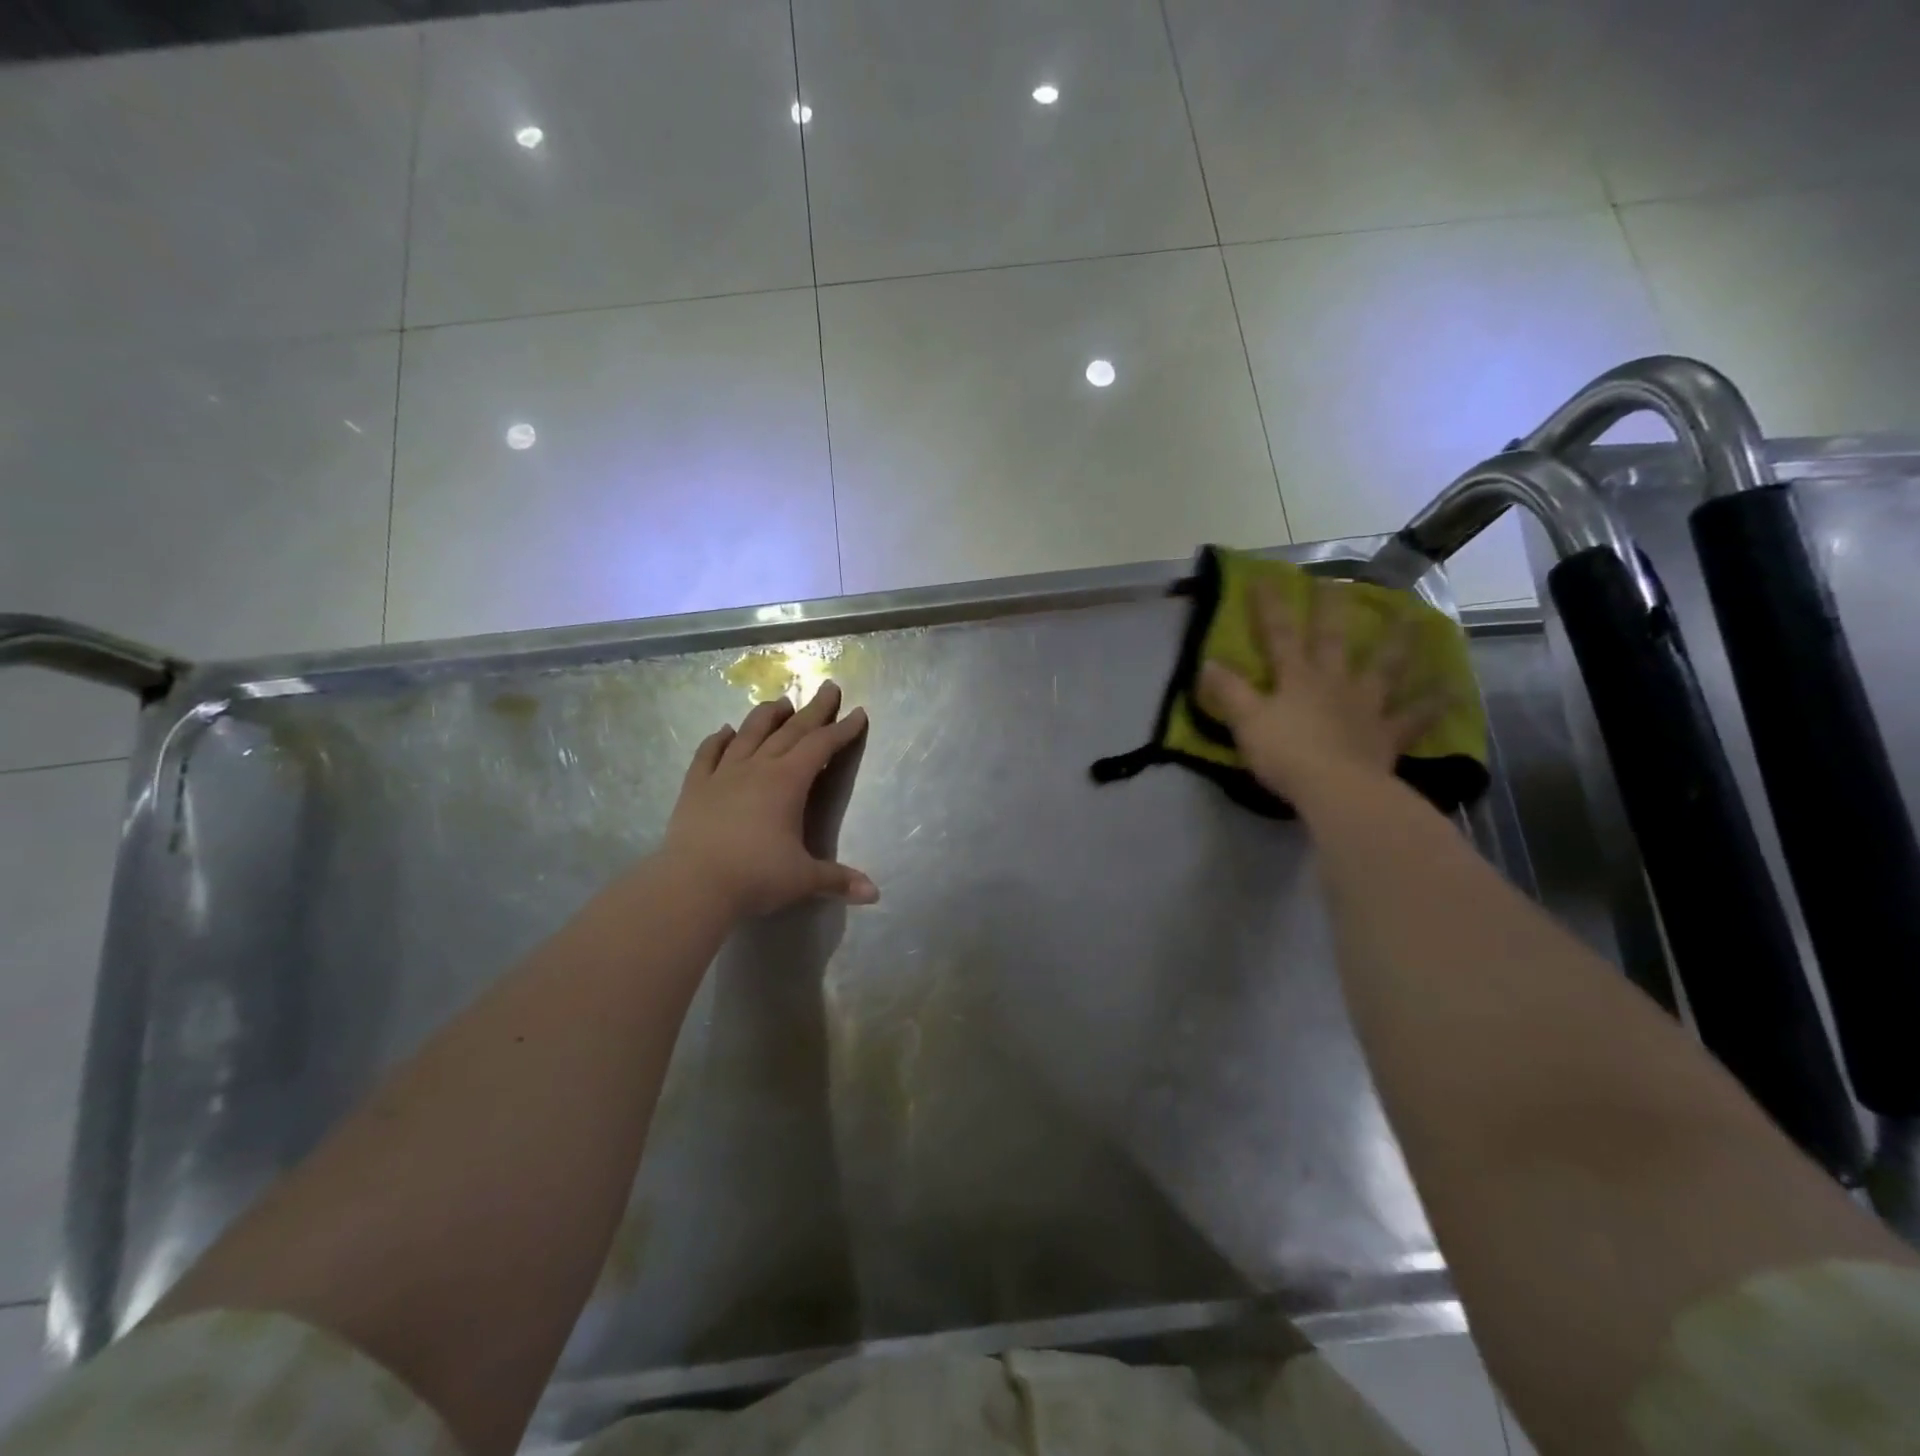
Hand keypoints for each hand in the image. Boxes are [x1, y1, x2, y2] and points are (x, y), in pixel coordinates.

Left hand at [661, 681, 876, 917]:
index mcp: (787, 782)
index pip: (821, 746)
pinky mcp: (695, 787)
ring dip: (767, 716)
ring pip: (748, 734)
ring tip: (779, 703)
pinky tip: (724, 731)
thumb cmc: (754, 876)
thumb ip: (838, 880)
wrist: (692, 885)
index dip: (842, 730)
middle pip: (790, 731)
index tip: (858, 713)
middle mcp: (757, 768)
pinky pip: (708, 755)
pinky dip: (717, 740)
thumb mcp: (803, 879)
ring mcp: (723, 775)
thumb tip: (874, 894)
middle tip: (828, 687)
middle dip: (813, 710)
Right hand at [1197, 579, 1440, 803]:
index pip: (1279, 635)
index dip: (1271, 606)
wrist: (1337, 789)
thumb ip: (1229, 691)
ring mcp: (1366, 706)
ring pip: (1385, 667)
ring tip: (1416, 619)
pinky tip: (1454, 690)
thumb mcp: (1247, 722)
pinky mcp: (1388, 733)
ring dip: (1399, 642)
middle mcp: (1334, 682)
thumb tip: (1207, 662)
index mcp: (1296, 678)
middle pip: (1334, 640)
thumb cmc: (1286, 754)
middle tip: (1339, 582)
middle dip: (1332, 610)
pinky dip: (1434, 703)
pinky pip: (1415, 716)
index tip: (1266, 577)